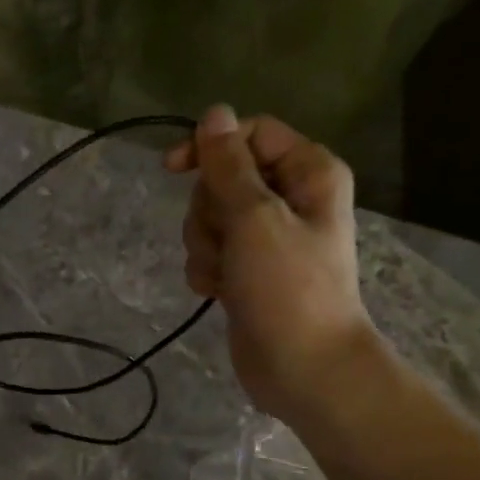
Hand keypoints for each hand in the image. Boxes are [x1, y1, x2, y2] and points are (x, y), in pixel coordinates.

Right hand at [165, 105, 380, 423]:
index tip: (172, 169)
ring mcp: (264, 238)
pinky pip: (208, 254)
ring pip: (208, 220)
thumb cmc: (288, 288)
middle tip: (226, 241)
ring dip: (204, 246)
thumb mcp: (255, 218)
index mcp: (307, 172)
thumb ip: (228, 167)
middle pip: (222, 179)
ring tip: (225, 274)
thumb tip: (213, 114)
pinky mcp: (245, 271)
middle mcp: (288, 198)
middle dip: (209, 211)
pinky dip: (207, 271)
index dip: (210, 148)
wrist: (301, 364)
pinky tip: (219, 292)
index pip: (250, 135)